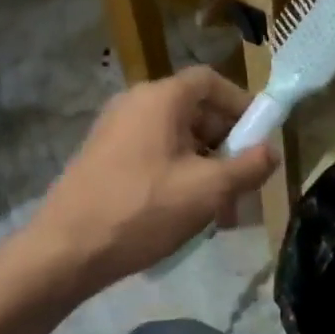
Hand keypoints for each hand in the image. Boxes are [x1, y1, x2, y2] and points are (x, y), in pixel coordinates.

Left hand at [29, 68, 278, 290]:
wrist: (62, 252)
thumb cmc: (142, 210)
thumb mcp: (207, 191)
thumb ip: (248, 167)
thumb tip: (272, 151)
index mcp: (161, 98)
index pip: (211, 81)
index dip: (241, 104)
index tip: (259, 135)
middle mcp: (136, 102)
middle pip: (194, 111)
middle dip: (225, 146)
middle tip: (242, 184)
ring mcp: (114, 129)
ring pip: (174, 137)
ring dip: (203, 166)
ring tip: (217, 211)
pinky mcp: (102, 156)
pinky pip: (152, 153)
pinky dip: (176, 173)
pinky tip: (184, 213)